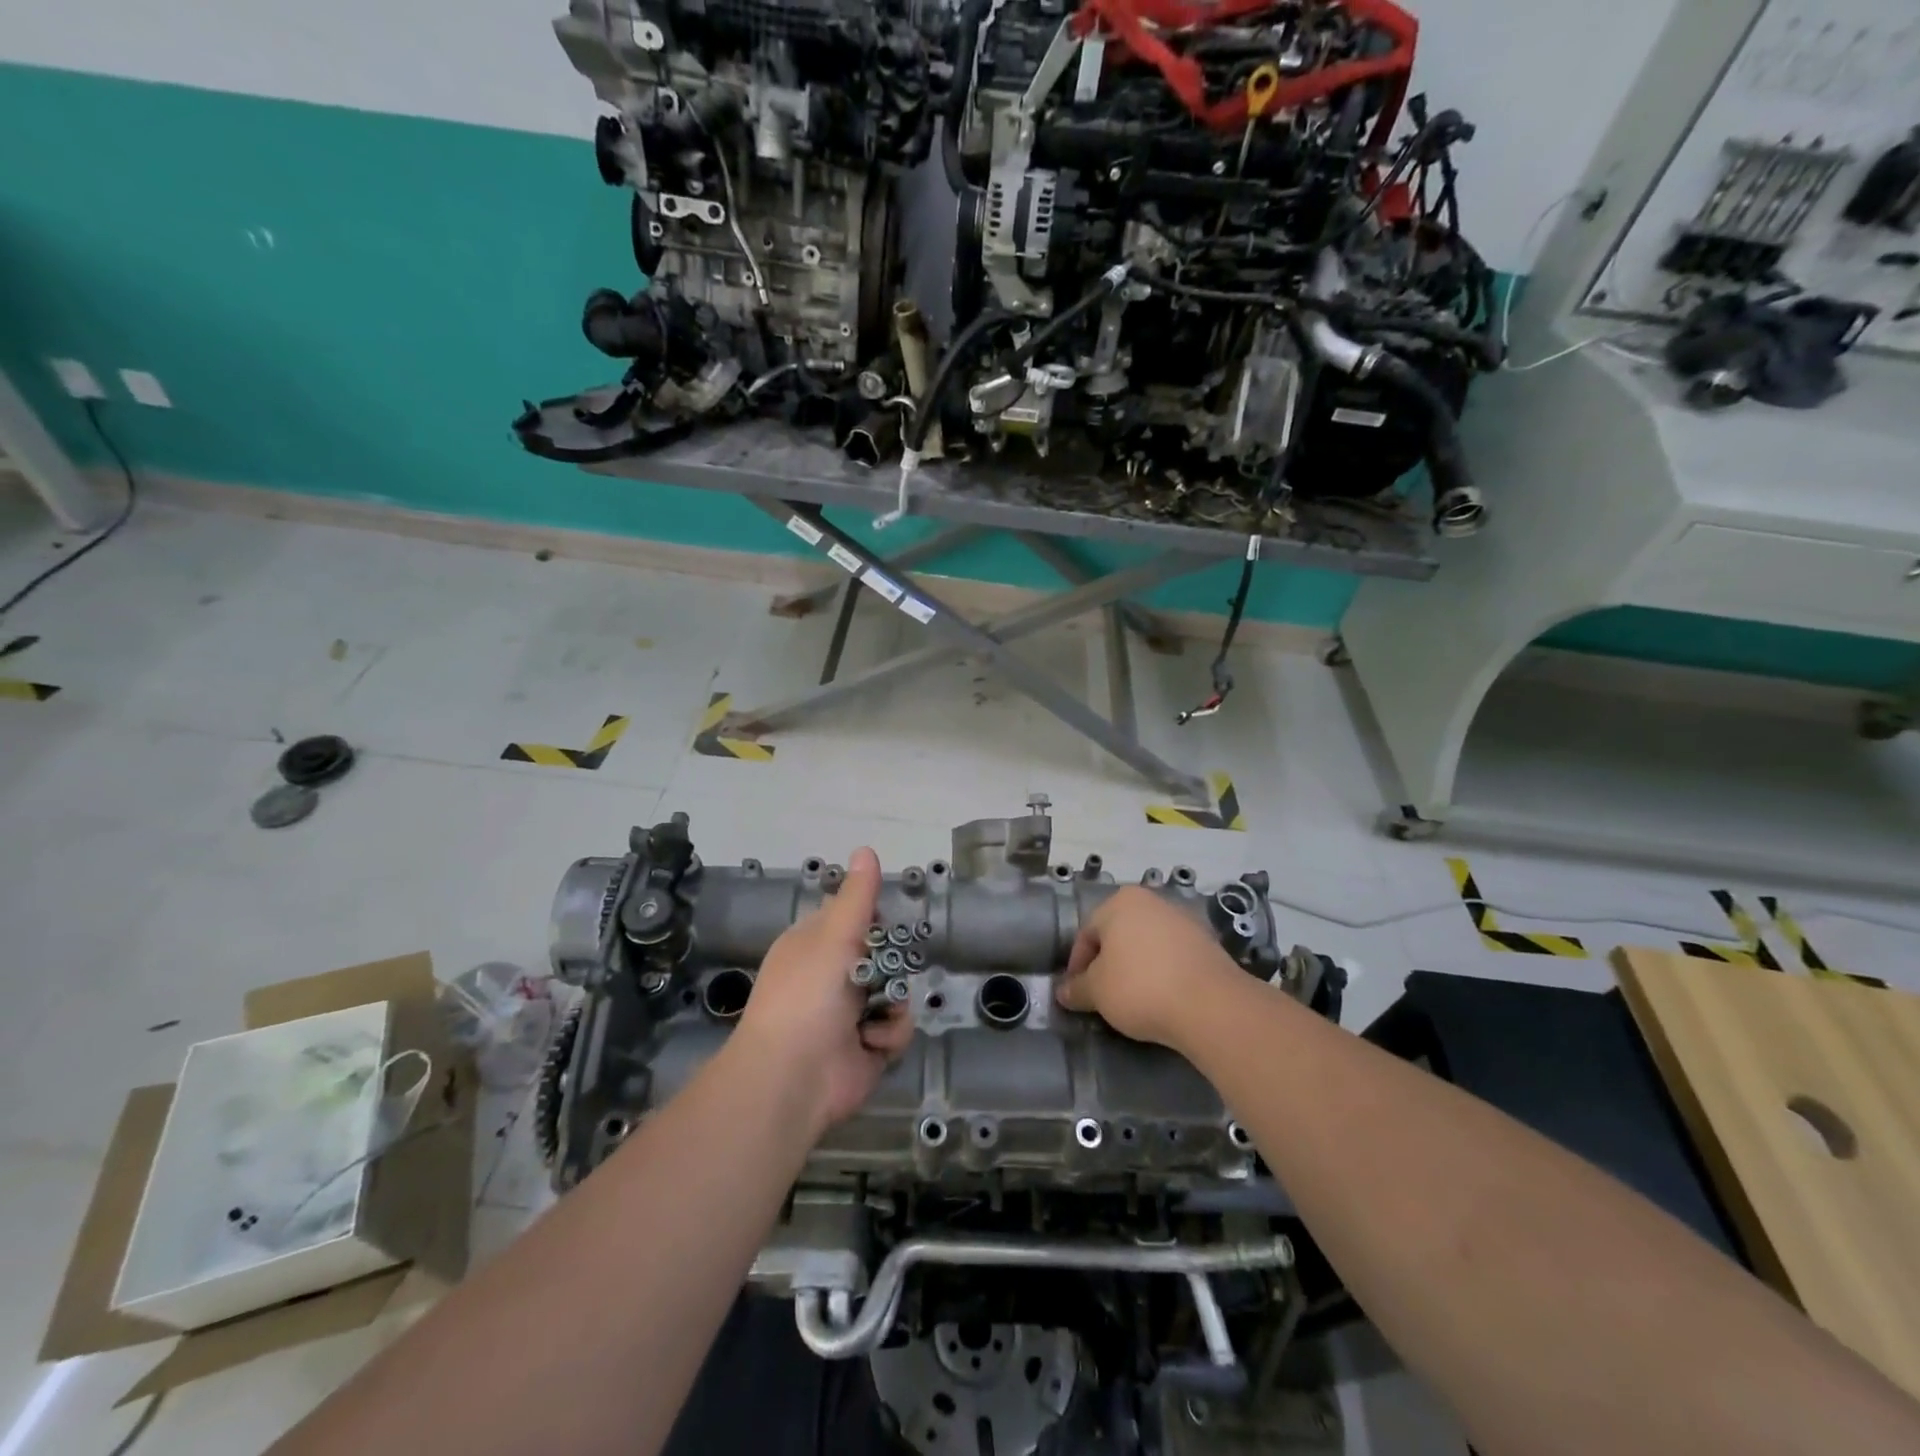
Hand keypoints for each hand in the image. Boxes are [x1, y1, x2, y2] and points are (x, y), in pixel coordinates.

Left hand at [734, 848, 914, 1132]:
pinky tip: (871, 1042)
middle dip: (888, 964)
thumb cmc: (807, 996)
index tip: (882, 923)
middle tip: (881, 970)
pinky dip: (888, 1034)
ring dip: (891, 1002)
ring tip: (873, 1014)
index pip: (851, 917)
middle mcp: (832, 976)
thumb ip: (857, 897)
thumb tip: (866, 848)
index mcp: (814, 945)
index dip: (871, 919)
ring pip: (895, 990)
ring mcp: (851, 1013)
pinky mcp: (868, 1046)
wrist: (793, 1078)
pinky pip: (897, 1027)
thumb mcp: (834, 937)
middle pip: (882, 954)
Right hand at [1055, 886, 1241, 1048]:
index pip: (1086, 933)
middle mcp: (1152, 901)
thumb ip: (1076, 989)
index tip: (1078, 994)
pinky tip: (1162, 998)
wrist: (1210, 1004)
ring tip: (1133, 1001)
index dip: (1077, 966)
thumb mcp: (1097, 992)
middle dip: (1107, 965)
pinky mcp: (1208, 943)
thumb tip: (1063, 992)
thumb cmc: (1140, 987)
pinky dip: (1162, 973)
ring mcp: (1183, 920)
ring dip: (1136, 968)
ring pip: (1146, 945)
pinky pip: (1173, 957)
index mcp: (1120, 902)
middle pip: (1118, 935)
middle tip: (1103, 996)